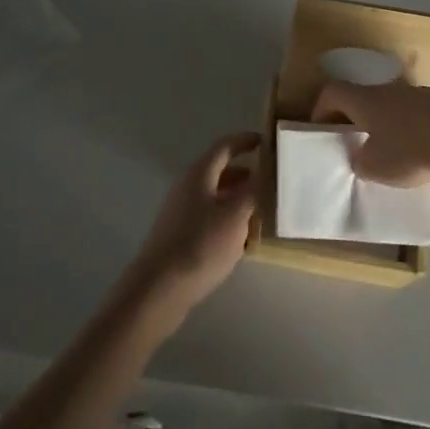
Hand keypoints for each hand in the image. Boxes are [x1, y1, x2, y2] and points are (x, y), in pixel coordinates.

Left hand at [123, 132, 260, 325]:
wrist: (160, 287)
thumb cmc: (201, 245)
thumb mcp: (235, 216)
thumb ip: (252, 191)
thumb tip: (264, 173)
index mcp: (200, 174)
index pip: (224, 147)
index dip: (244, 141)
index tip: (265, 141)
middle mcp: (188, 186)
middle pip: (219, 171)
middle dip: (245, 174)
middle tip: (269, 182)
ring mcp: (181, 211)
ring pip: (215, 196)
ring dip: (238, 200)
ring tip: (262, 212)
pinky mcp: (179, 235)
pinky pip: (208, 217)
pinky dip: (227, 220)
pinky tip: (241, 240)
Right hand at [311, 80, 429, 186]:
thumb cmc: (411, 149)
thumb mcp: (376, 167)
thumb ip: (361, 162)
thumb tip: (360, 157)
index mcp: (364, 100)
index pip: (332, 92)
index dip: (321, 108)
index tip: (321, 129)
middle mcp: (387, 90)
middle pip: (363, 97)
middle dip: (356, 119)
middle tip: (355, 143)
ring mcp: (418, 94)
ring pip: (391, 105)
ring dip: (386, 124)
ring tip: (392, 152)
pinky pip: (417, 114)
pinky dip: (412, 129)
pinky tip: (423, 152)